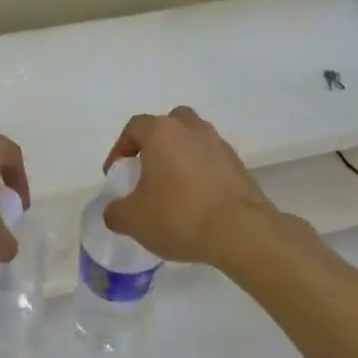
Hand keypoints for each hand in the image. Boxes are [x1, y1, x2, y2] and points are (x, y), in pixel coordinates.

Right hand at [102, 106, 278, 264]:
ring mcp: (219, 145)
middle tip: (147, 172)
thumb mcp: (133, 220)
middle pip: (168, 125)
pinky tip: (196, 201)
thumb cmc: (179, 216)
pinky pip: (211, 161)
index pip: (134, 128)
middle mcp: (192, 129)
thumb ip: (115, 212)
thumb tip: (115, 210)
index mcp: (162, 132)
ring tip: (172, 189)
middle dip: (155, 144)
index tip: (118, 175)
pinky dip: (200, 173)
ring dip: (180, 158)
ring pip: (193, 141)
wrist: (242, 232)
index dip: (120, 150)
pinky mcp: (239, 165)